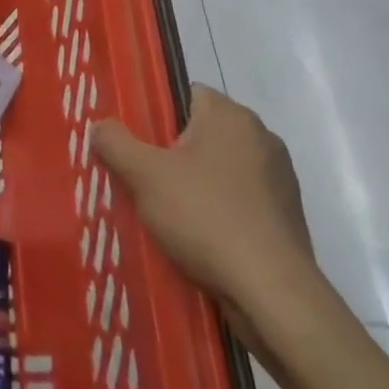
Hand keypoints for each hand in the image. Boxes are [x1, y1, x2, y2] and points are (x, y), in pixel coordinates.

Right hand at [93, 85, 315, 320]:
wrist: (273, 294)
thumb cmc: (206, 217)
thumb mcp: (144, 175)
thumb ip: (115, 142)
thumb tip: (100, 126)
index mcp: (231, 115)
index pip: (187, 94)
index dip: (159, 115)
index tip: (139, 143)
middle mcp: (261, 137)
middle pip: (204, 132)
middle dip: (176, 153)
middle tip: (146, 179)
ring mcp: (280, 178)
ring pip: (223, 168)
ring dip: (199, 184)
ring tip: (170, 213)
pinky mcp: (288, 216)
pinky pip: (242, 200)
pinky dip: (222, 211)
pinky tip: (202, 238)